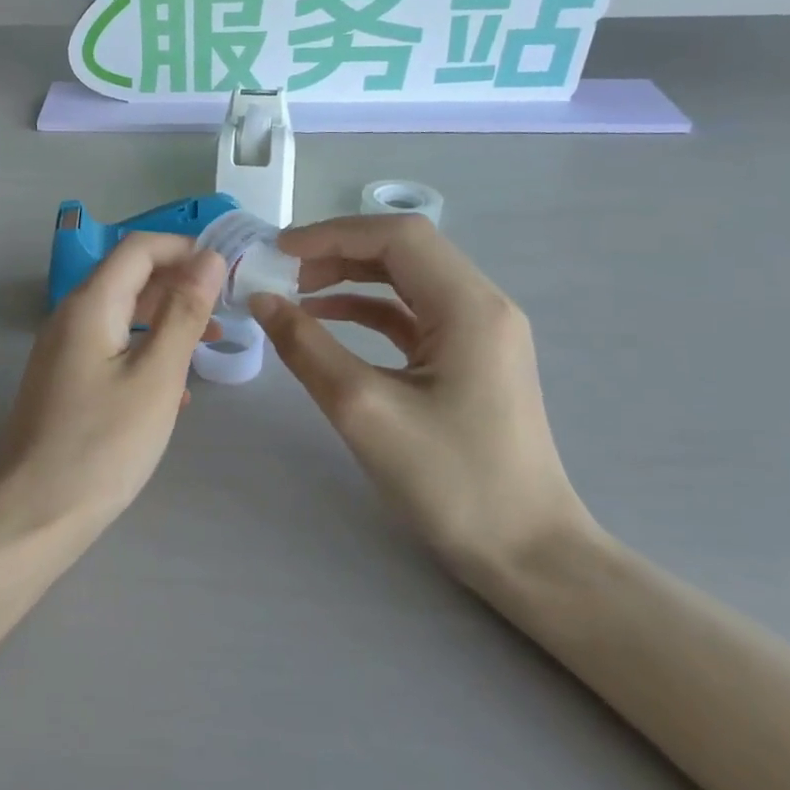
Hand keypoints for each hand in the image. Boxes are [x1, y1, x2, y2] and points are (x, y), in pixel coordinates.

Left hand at [0, 234, 223, 531]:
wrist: (33, 513)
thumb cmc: (102, 444)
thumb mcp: (156, 376)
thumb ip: (183, 313)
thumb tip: (207, 258)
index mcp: (90, 304)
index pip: (139, 248)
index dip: (185, 248)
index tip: (227, 270)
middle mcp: (71, 316)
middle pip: (130, 277)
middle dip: (180, 284)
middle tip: (227, 308)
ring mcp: (64, 349)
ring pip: (123, 314)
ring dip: (166, 319)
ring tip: (211, 343)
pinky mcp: (65, 380)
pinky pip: (112, 347)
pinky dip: (146, 350)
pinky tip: (175, 387)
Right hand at [250, 215, 591, 588]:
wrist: (528, 555)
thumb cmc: (452, 481)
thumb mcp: (364, 410)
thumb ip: (307, 347)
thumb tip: (261, 301)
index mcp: (469, 306)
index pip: (397, 237)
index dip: (332, 233)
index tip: (277, 251)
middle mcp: (481, 306)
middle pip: (403, 252)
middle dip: (337, 252)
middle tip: (280, 271)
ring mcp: (479, 334)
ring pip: (406, 281)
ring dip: (349, 279)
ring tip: (294, 292)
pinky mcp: (469, 361)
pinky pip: (412, 316)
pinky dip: (367, 310)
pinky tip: (327, 321)